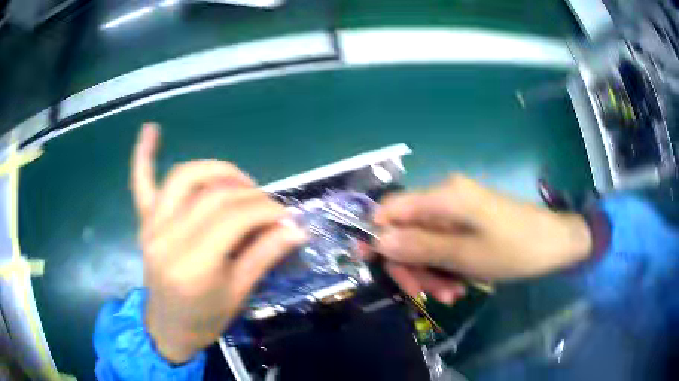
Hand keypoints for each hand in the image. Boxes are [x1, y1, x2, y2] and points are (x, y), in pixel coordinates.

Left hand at [130, 123, 306, 362]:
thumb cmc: (204, 320)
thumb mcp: (238, 295)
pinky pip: (141, 183)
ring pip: (185, 177)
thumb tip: (297, 228)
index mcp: (193, 265)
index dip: (266, 210)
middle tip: (270, 206)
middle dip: (251, 195)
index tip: (286, 216)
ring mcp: (152, 226)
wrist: (167, 329)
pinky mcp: (144, 222)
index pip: (234, 218)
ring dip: (218, 171)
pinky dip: (144, 155)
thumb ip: (264, 256)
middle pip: (214, 195)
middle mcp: (168, 238)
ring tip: (239, 182)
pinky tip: (152, 129)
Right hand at [373, 175, 591, 302]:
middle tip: (424, 295)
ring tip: (450, 295)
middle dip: (410, 264)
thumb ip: (420, 247)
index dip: (378, 236)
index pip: (390, 208)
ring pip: (422, 243)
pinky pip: (441, 246)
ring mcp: (455, 211)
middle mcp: (444, 197)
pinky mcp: (465, 223)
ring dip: (429, 272)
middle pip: (404, 230)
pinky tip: (458, 286)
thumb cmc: (515, 249)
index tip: (375, 267)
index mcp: (443, 195)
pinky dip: (444, 267)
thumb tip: (377, 242)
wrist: (554, 244)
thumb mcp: (466, 255)